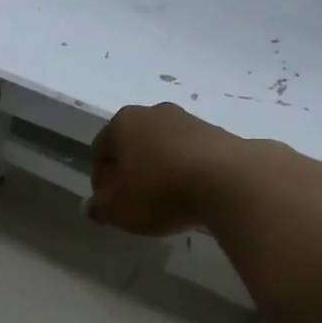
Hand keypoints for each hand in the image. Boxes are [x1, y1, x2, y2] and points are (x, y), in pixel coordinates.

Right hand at [86, 103, 242, 235]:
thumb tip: (92, 207)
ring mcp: (190, 120)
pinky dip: (188, 172)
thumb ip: (100, 208)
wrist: (228, 180)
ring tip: (167, 202)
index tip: (108, 204)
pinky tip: (193, 196)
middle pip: (134, 144)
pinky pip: (193, 155)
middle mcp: (155, 112)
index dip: (100, 179)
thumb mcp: (118, 210)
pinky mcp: (220, 134)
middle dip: (131, 171)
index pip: (100, 149)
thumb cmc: (159, 191)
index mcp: (123, 122)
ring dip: (161, 170)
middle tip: (135, 202)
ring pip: (165, 147)